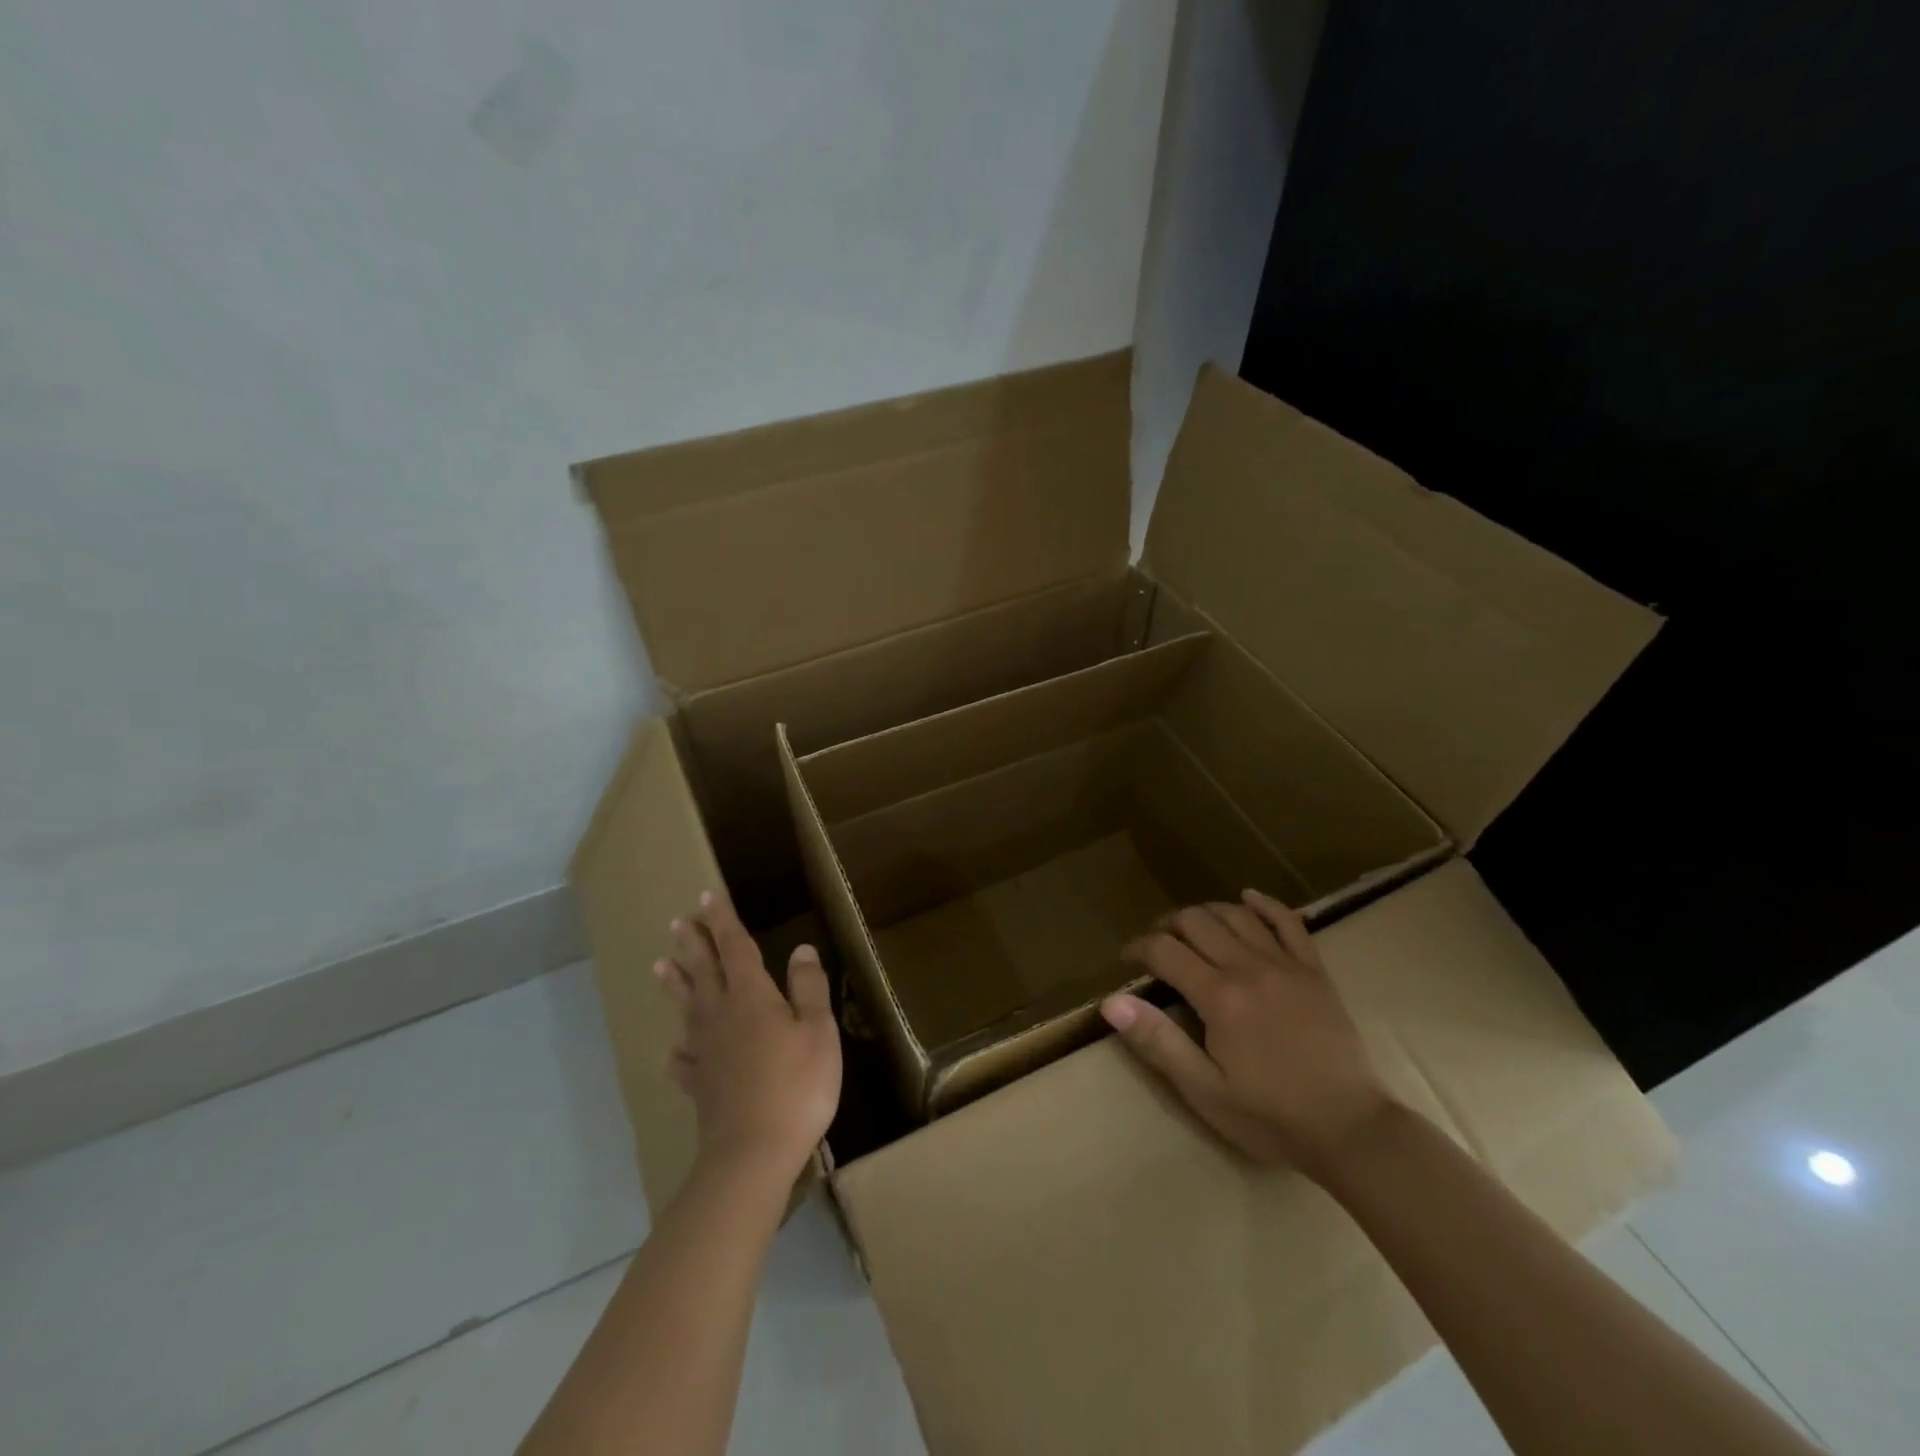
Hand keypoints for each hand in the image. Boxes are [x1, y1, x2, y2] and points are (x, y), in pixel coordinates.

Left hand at [654, 890, 841, 1183]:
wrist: (753, 1153)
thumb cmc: (797, 1085)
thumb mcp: (818, 1031)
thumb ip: (808, 988)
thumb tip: (801, 949)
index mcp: (751, 996)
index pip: (734, 947)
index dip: (723, 921)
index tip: (708, 896)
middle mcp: (721, 1016)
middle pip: (704, 971)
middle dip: (693, 944)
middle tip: (678, 922)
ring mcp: (705, 1051)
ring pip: (687, 1008)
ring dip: (676, 984)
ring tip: (661, 965)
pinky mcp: (700, 1084)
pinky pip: (684, 1059)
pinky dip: (680, 1049)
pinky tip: (676, 1049)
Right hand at [1104, 888, 1392, 1178]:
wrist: (1352, 1131)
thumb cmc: (1271, 1117)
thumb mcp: (1204, 1090)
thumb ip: (1158, 1042)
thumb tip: (1112, 1002)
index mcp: (1219, 996)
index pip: (1165, 950)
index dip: (1138, 947)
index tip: (1125, 958)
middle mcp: (1249, 967)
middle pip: (1196, 922)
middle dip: (1167, 925)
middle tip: (1155, 945)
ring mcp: (1286, 965)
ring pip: (1236, 915)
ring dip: (1206, 912)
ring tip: (1190, 927)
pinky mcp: (1314, 971)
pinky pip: (1288, 922)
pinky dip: (1264, 905)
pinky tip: (1248, 897)